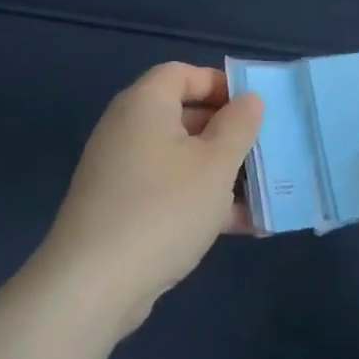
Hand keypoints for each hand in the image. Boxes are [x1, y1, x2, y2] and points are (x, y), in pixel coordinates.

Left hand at [42, 63, 263, 336]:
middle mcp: (127, 129)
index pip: (182, 73)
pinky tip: (240, 226)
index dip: (220, 84)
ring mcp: (121, 171)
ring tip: (262, 192)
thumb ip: (238, 126)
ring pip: (181, 158)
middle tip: (264, 151)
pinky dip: (200, 200)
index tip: (253, 109)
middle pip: (184, 115)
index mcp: (145, 104)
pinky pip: (168, 190)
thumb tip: (249, 99)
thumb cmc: (164, 208)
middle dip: (228, 133)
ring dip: (220, 172)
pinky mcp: (121, 209)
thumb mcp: (215, 164)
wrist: (94, 284)